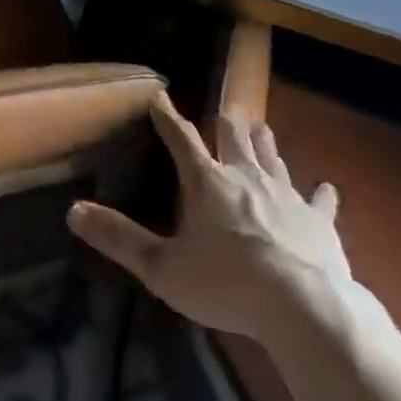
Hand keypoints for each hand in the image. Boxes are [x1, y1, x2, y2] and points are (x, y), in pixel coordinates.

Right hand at [68, 95, 364, 341]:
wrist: (301, 305)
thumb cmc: (226, 283)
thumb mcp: (163, 267)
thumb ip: (119, 239)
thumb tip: (73, 211)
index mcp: (206, 181)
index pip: (180, 139)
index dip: (167, 117)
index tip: (158, 96)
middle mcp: (245, 176)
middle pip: (234, 139)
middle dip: (228, 123)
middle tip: (228, 109)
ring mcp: (285, 195)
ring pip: (273, 158)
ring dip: (265, 144)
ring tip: (262, 126)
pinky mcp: (318, 221)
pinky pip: (320, 201)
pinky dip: (321, 194)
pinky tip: (327, 187)